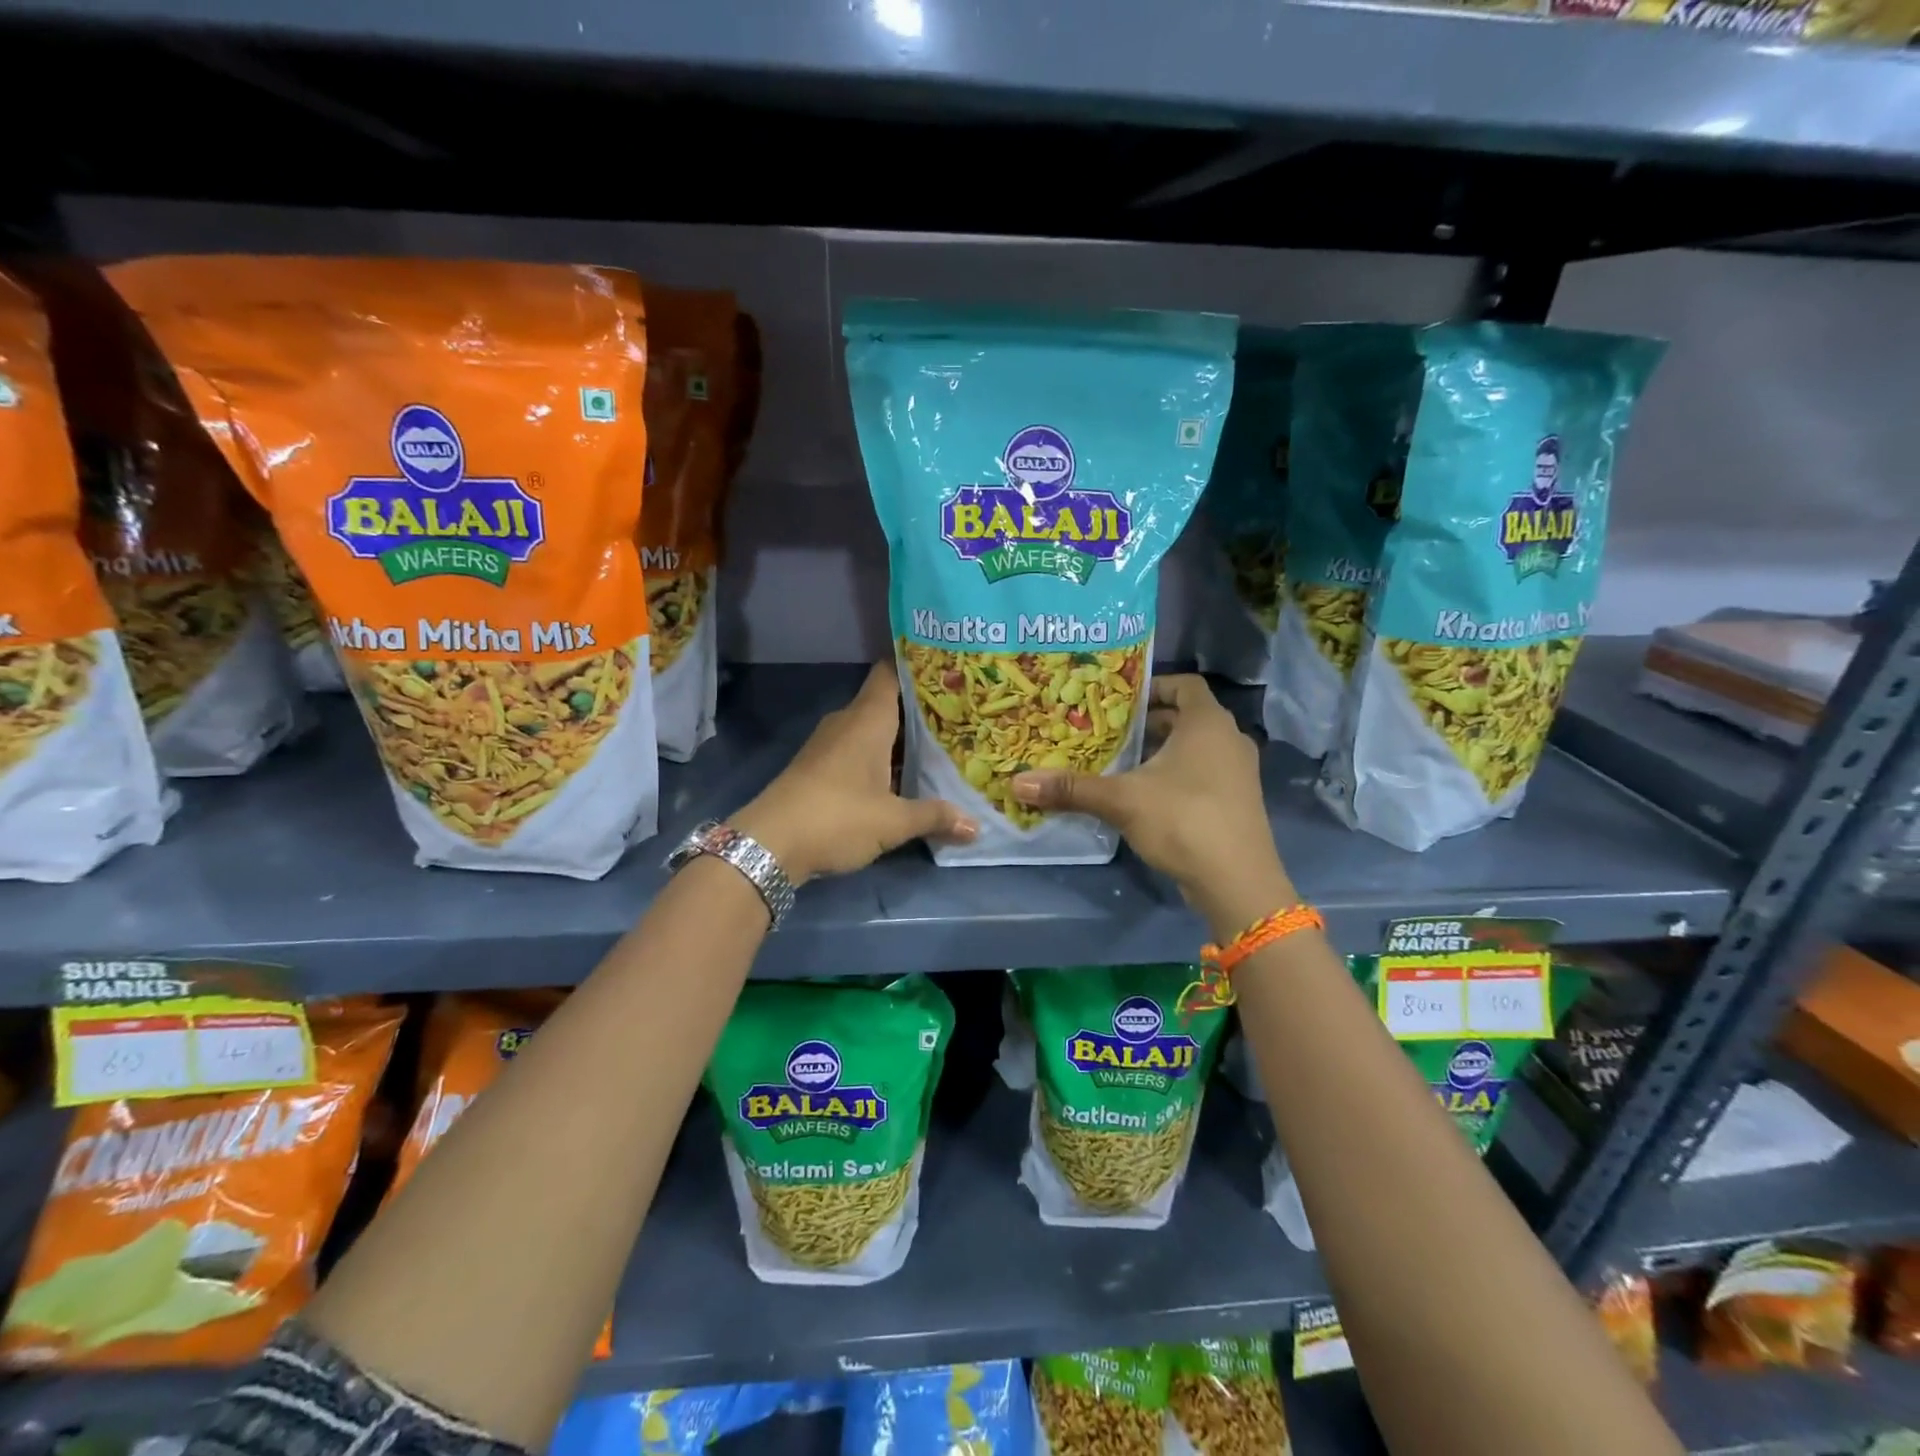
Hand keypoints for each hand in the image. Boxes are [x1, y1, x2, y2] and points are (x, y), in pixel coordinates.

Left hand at [733, 663, 976, 883]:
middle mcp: (847, 723)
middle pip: (887, 703)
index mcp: (867, 719)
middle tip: (961, 714)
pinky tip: (905, 776)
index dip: (918, 667)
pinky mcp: (820, 768)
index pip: (891, 673)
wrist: (769, 845)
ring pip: (874, 731)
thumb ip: (935, 817)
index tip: (949, 669)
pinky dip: (883, 758)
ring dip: (902, 739)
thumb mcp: (893, 822)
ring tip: (943, 745)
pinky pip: (860, 751)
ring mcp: (830, 745)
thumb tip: (976, 826)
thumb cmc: (837, 818)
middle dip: (920, 709)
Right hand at [1010, 674, 1294, 935]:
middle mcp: (1229, 739)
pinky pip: (1202, 774)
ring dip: (1160, 752)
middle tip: (1108, 732)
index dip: (1152, 686)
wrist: (1237, 882)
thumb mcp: (1122, 800)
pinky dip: (1175, 776)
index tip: (1118, 701)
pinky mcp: (1236, 802)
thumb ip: (1072, 788)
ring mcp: (1238, 773)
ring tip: (1119, 762)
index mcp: (1208, 723)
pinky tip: (1143, 796)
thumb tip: (1018, 783)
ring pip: (1194, 748)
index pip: (1184, 684)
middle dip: (1147, 723)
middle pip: (1185, 717)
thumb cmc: (1183, 821)